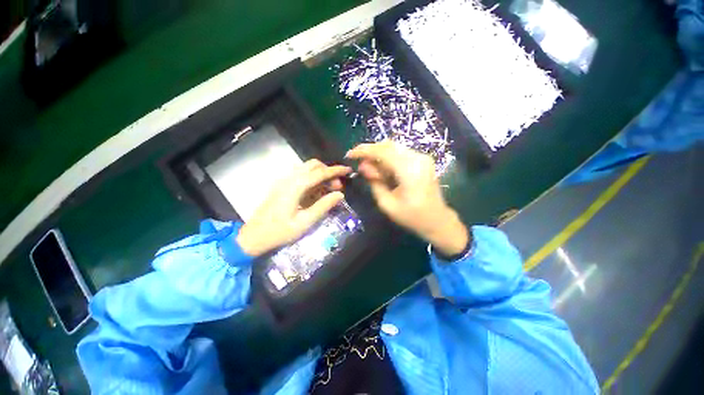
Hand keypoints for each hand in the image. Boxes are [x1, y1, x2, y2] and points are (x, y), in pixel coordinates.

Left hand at [236, 159, 351, 256]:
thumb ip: (323, 206)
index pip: (320, 173)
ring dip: (320, 174)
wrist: (253, 237)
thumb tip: (340, 195)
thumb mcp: (305, 222)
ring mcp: (284, 181)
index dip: (336, 170)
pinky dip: (312, 179)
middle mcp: (289, 179)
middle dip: (328, 171)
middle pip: (312, 165)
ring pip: (306, 169)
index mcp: (295, 187)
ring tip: (330, 189)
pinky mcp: (281, 186)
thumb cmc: (279, 232)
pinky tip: (317, 192)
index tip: (348, 170)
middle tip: (337, 186)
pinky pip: (300, 176)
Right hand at [346, 141, 468, 256]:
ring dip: (378, 154)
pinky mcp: (423, 160)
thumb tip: (363, 166)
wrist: (437, 220)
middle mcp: (417, 158)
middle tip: (358, 161)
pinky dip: (388, 157)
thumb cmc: (412, 216)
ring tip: (368, 166)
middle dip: (370, 151)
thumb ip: (374, 182)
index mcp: (409, 170)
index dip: (364, 151)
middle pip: (388, 145)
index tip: (350, 154)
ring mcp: (422, 157)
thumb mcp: (387, 204)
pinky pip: (400, 153)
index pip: (382, 152)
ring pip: (394, 147)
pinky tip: (381, 168)